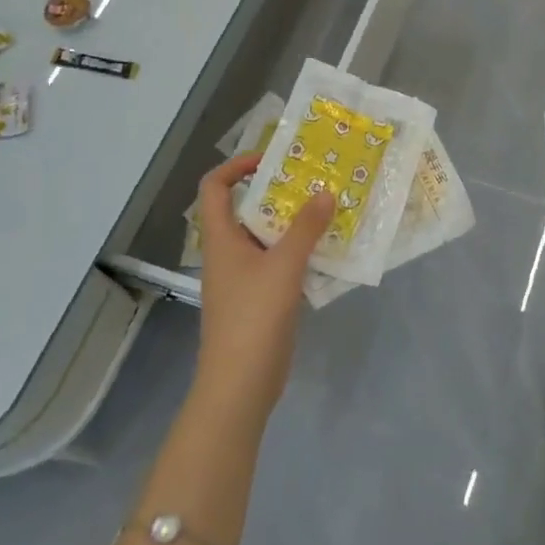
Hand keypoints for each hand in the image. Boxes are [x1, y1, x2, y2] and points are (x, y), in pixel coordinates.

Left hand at [191, 152, 334, 429]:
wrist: (240, 385)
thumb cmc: (253, 318)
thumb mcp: (284, 266)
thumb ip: (306, 228)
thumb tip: (325, 192)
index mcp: (222, 238)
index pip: (215, 187)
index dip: (236, 166)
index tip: (271, 159)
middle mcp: (230, 252)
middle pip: (247, 208)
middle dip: (279, 191)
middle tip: (314, 179)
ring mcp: (245, 277)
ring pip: (268, 236)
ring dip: (295, 221)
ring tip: (328, 207)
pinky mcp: (262, 297)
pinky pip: (281, 261)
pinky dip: (301, 250)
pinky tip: (329, 248)